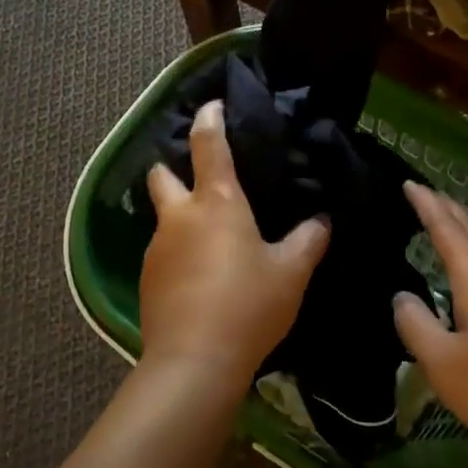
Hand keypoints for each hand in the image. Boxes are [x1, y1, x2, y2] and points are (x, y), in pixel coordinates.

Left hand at [139, 100, 329, 385]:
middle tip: (199, 181)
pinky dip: (178, 252)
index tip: (212, 105)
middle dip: (173, 168)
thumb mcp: (290, 273)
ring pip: (163, 217)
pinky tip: (200, 277)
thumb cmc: (248, 305)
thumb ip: (307, 241)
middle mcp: (180, 216)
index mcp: (217, 202)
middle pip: (162, 175)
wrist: (194, 362)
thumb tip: (321, 221)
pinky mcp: (147, 279)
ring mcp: (157, 248)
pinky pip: (163, 252)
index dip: (210, 119)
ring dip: (180, 217)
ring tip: (209, 240)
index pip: (208, 145)